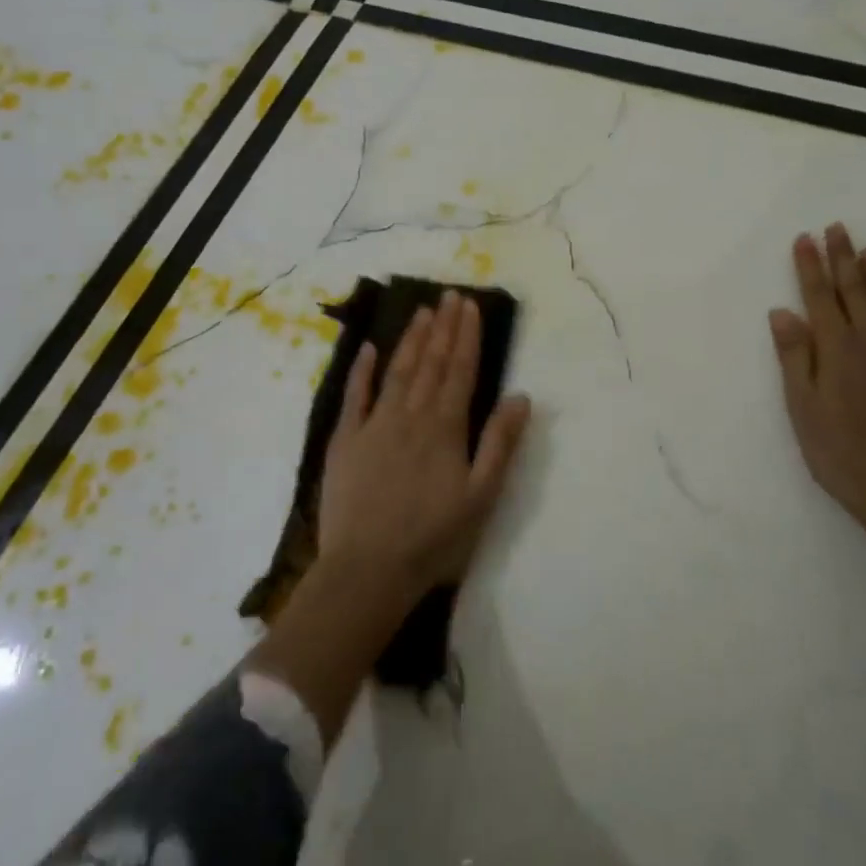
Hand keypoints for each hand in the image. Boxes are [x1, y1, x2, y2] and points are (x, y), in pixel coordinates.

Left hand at [318, 291, 531, 597]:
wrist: (367, 570)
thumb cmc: (433, 539)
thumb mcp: (481, 496)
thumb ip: (500, 443)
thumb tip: (521, 396)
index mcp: (445, 427)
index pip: (460, 370)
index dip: (466, 336)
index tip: (469, 305)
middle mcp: (410, 415)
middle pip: (430, 363)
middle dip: (442, 327)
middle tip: (449, 295)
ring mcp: (374, 424)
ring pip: (397, 371)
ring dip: (411, 339)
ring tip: (422, 311)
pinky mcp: (344, 440)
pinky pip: (354, 396)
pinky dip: (362, 370)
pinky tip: (369, 348)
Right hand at [768, 224, 865, 546]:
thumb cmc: (838, 451)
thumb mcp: (801, 406)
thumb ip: (794, 356)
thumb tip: (783, 311)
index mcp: (837, 349)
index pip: (820, 297)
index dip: (810, 266)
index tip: (805, 238)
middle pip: (856, 292)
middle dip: (844, 258)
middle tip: (838, 229)